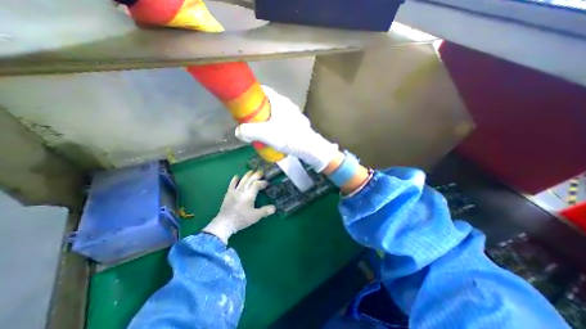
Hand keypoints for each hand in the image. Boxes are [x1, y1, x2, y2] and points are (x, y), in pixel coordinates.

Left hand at [203, 171, 275, 242]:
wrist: (225, 223)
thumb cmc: (242, 219)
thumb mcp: (256, 216)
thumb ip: (265, 211)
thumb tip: (274, 208)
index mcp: (249, 195)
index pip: (257, 185)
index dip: (262, 183)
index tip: (267, 183)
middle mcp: (242, 191)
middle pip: (250, 180)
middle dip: (256, 175)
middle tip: (261, 172)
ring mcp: (235, 191)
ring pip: (242, 181)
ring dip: (247, 175)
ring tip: (251, 171)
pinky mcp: (228, 194)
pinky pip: (232, 184)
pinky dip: (234, 180)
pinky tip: (237, 176)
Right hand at [235, 84, 338, 171]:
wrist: (310, 148)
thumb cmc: (289, 137)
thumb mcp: (266, 134)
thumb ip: (249, 131)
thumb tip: (238, 131)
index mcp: (280, 101)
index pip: (263, 90)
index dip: (251, 95)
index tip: (243, 104)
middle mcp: (287, 105)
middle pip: (268, 103)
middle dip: (257, 110)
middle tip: (250, 121)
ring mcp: (294, 114)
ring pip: (276, 112)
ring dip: (267, 119)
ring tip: (261, 130)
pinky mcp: (297, 123)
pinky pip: (282, 120)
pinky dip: (275, 125)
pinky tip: (274, 136)